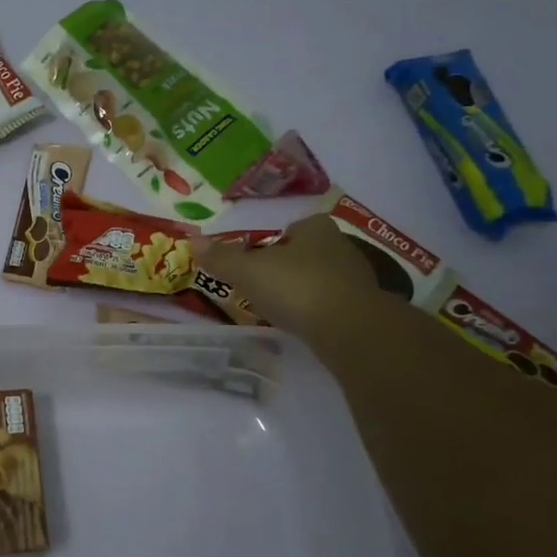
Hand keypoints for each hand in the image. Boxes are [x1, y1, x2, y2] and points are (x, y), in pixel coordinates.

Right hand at [193, 213, 385, 358]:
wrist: (351, 330)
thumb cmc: (297, 287)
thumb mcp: (249, 271)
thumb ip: (222, 257)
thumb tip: (193, 241)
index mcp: (315, 228)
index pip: (294, 227)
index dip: (275, 240)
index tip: (257, 259)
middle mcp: (340, 247)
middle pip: (307, 252)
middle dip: (287, 265)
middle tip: (262, 283)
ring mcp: (356, 279)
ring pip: (321, 278)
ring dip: (303, 289)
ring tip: (279, 307)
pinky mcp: (363, 308)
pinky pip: (332, 304)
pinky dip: (316, 311)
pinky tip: (302, 324)